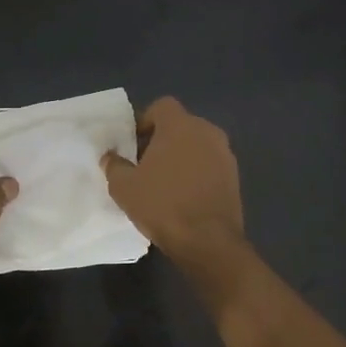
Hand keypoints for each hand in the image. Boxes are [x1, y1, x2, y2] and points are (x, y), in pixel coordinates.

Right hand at [101, 97, 244, 265]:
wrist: (207, 240)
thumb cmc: (162, 205)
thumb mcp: (124, 187)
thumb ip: (114, 165)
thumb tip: (110, 157)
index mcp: (180, 125)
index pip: (162, 106)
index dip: (145, 121)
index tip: (133, 145)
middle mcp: (207, 132)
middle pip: (180, 125)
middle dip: (162, 140)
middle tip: (145, 165)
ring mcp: (225, 154)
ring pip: (197, 146)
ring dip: (181, 157)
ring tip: (164, 183)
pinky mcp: (235, 177)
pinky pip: (210, 165)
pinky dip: (196, 173)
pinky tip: (183, 197)